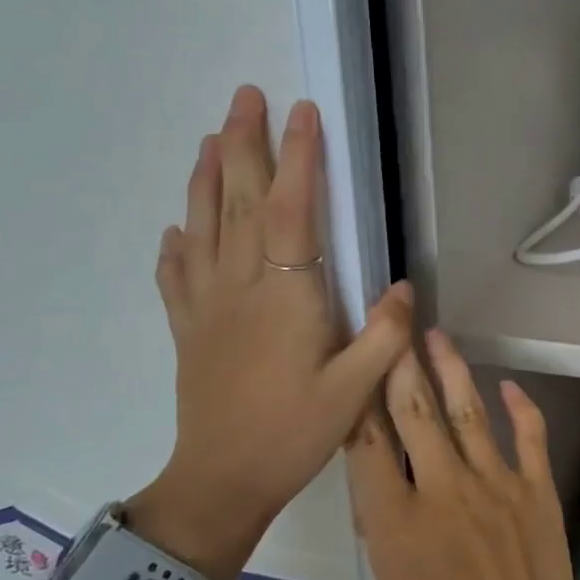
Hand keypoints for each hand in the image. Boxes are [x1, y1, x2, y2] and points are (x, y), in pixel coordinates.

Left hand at [130, 86, 412, 579]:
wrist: (221, 481)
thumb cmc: (294, 433)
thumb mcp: (356, 389)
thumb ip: (384, 334)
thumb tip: (403, 285)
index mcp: (285, 296)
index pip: (290, 210)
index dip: (298, 159)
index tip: (303, 113)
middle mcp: (240, 287)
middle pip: (237, 201)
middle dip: (241, 144)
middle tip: (244, 97)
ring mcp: (207, 306)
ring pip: (202, 226)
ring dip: (205, 177)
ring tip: (209, 138)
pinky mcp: (188, 328)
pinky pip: (176, 275)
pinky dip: (176, 244)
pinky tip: (177, 227)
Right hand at [347, 330, 578, 579]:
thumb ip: (388, 528)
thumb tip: (387, 486)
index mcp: (397, 520)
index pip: (368, 443)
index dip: (359, 396)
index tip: (356, 361)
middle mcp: (443, 489)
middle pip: (415, 412)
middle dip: (400, 363)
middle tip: (394, 323)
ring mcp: (495, 484)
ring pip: (468, 411)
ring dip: (451, 369)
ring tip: (438, 336)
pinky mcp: (536, 490)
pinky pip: (528, 435)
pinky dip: (520, 406)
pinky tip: (508, 384)